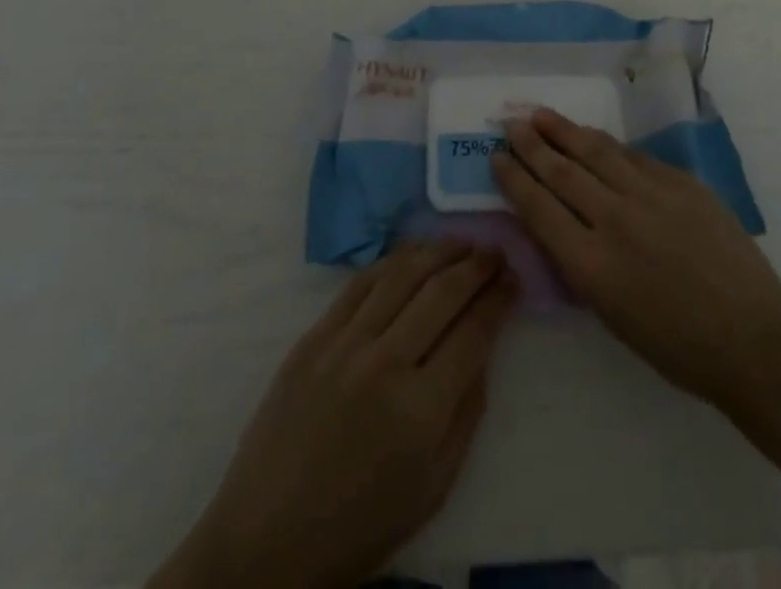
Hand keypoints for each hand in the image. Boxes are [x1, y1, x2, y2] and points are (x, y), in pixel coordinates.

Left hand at [152, 240, 517, 588]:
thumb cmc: (360, 525)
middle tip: (496, 251)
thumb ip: (467, 412)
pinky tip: (413, 253)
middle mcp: (385, 364)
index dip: (499, 298)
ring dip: (439, 250)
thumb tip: (483, 346)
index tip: (514, 278)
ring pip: (403, 274)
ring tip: (462, 241)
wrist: (267, 539)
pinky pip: (361, 282)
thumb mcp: (435, 488)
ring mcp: (345, 343)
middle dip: (477, 265)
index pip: (473, 331)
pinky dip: (394, 260)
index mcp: (421, 410)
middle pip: (442, 291)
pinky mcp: (314, 336)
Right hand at [492, 108, 780, 432]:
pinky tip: (594, 137)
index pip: (539, 208)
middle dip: (532, 145)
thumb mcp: (611, 314)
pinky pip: (634, 157)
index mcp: (592, 265)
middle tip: (510, 124)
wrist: (753, 339)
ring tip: (541, 115)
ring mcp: (651, 195)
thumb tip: (558, 222)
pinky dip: (607, 145)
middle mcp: (615, 220)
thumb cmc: (676, 346)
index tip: (497, 157)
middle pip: (562, 172)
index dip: (514, 179)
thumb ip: (580, 263)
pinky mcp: (682, 182)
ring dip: (564, 131)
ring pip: (597, 152)